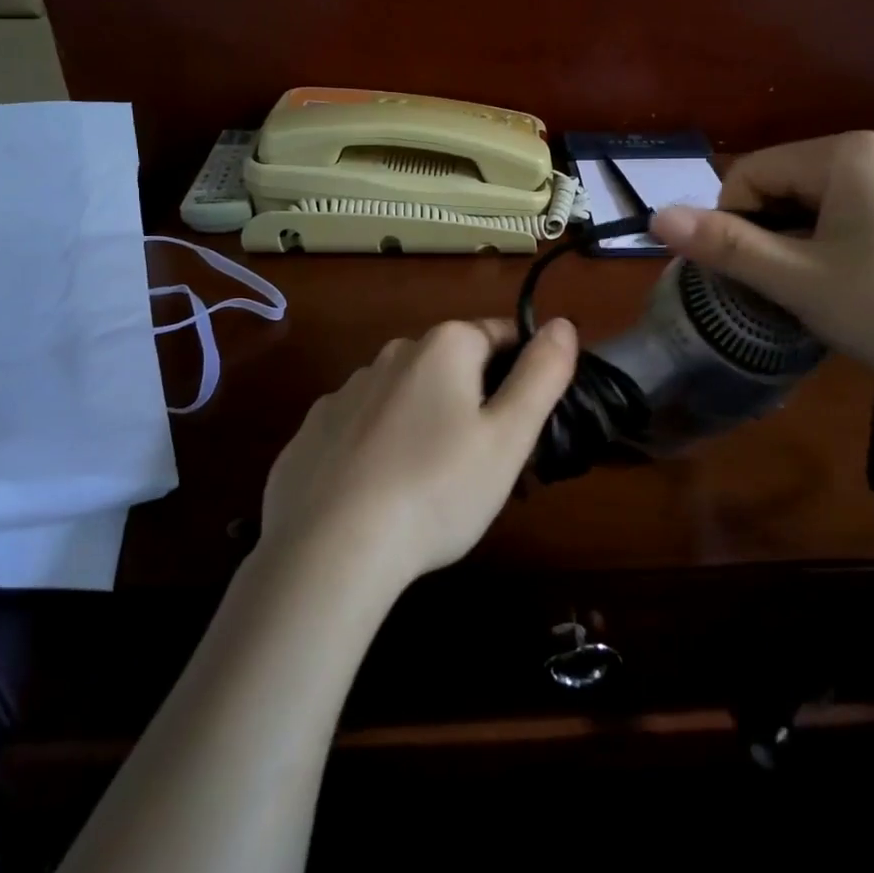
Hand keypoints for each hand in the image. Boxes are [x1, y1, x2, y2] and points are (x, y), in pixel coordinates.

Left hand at [258, 318, 578, 590]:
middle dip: (476, 403)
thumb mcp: (508, 437)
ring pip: (405, 397)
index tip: (528, 423)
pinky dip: (380, 447)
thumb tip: (561, 323)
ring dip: (427, 423)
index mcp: (443, 347)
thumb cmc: (437, 489)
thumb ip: (541, 374)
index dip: (524, 372)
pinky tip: (381, 493)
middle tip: (488, 465)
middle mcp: (391, 354)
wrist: (329, 549)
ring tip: (436, 489)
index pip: (500, 335)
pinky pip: (362, 428)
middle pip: (452, 367)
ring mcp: (345, 392)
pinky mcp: (311, 431)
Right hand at [648, 132, 873, 406]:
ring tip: (807, 296)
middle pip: (778, 186)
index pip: (749, 172)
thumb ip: (723, 244)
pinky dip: (821, 253)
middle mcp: (873, 155)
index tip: (746, 276)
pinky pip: (840, 223)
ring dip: (789, 249)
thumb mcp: (796, 279)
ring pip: (807, 209)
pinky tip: (839, 292)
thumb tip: (654, 217)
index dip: (730, 223)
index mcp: (845, 152)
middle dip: (762, 236)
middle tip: (777, 291)